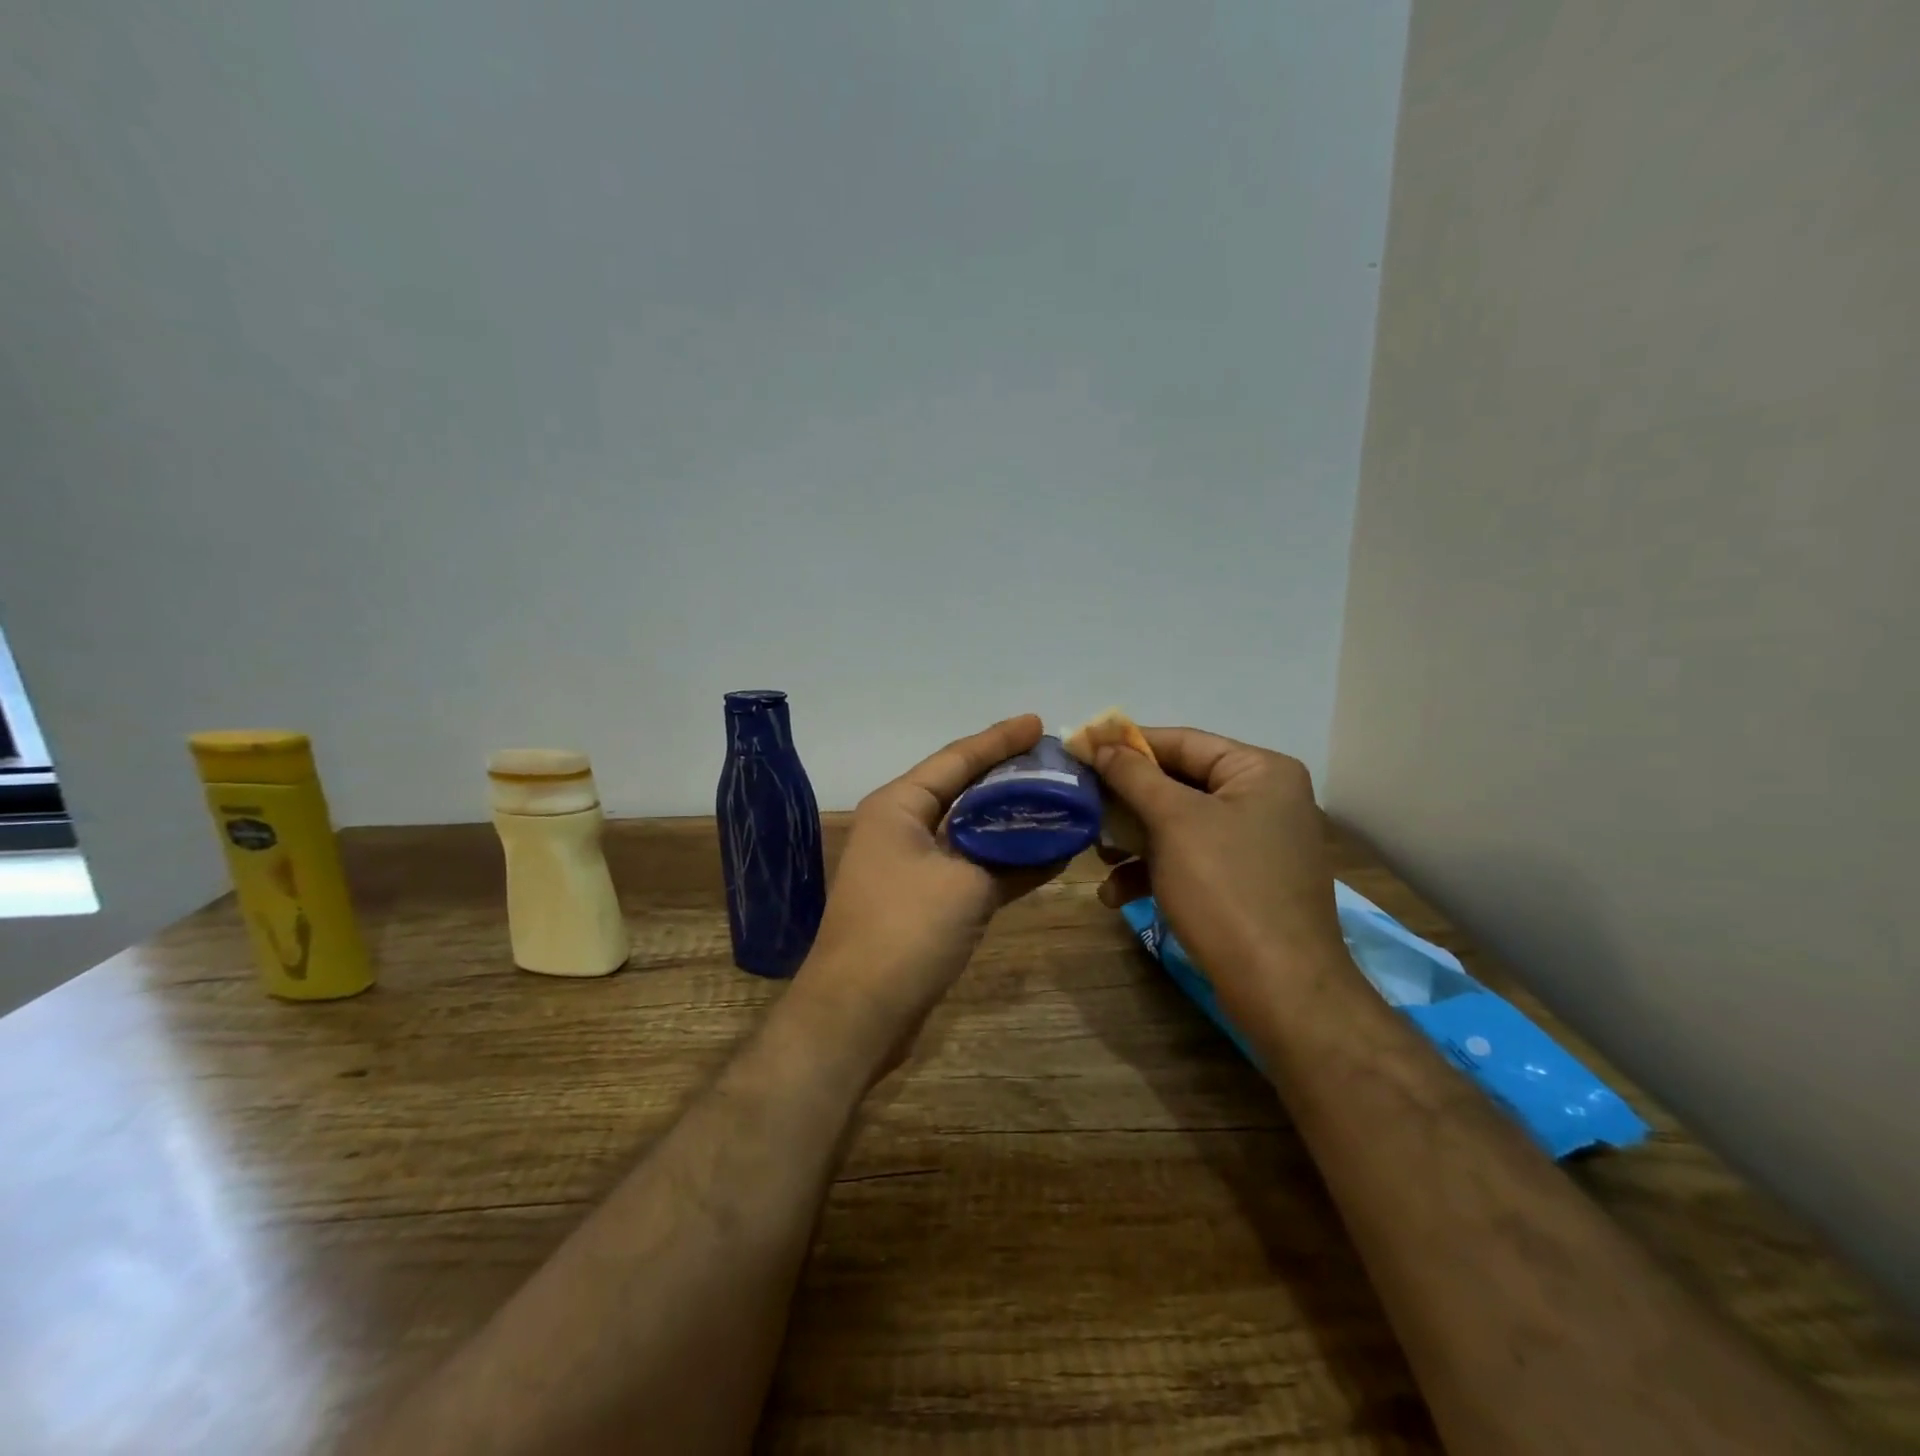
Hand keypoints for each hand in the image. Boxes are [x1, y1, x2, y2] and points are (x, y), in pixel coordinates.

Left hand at [789, 714, 1055, 1072]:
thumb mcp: (966, 884)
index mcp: (899, 806)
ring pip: (969, 829)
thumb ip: (1013, 856)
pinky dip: (1003, 860)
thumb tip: (1058, 840)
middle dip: (1008, 776)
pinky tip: (1045, 854)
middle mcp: (900, 827)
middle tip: (1055, 762)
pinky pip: (969, 865)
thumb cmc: (905, 931)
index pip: (956, 759)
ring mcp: (910, 865)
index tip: (1039, 722)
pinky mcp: (923, 900)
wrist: (857, 1013)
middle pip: (963, 790)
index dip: (999, 740)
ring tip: (1058, 800)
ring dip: (1010, 820)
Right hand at [1092, 728, 1348, 1022]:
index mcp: (1260, 771)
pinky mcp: (1244, 882)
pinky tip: (1116, 894)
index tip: (1079, 749)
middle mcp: (1263, 799)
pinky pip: (1191, 860)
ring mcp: (1255, 844)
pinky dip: (1154, 871)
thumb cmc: (1226, 888)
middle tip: (1083, 804)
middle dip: (1127, 801)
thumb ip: (1133, 775)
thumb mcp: (1174, 822)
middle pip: (1179, 783)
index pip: (1182, 741)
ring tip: (1097, 855)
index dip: (1126, 745)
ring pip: (1179, 825)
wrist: (1280, 989)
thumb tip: (1099, 742)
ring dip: (1133, 840)